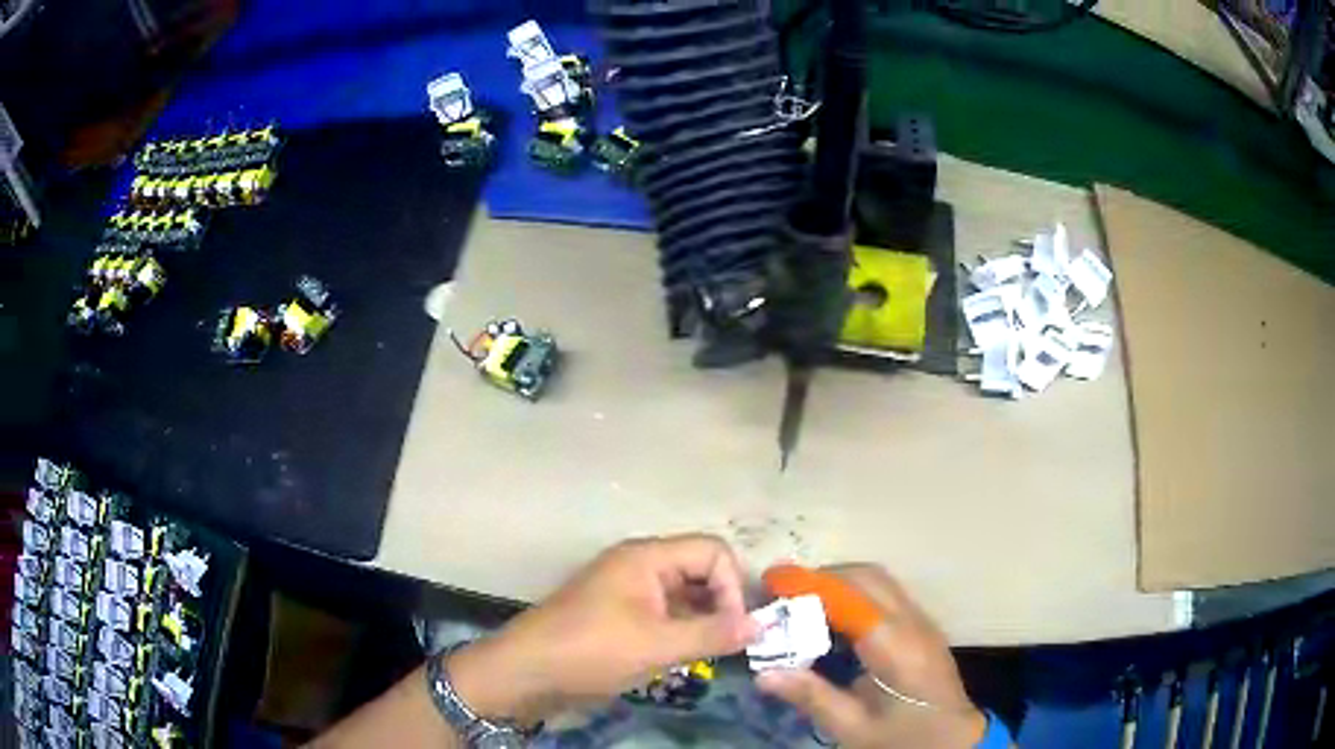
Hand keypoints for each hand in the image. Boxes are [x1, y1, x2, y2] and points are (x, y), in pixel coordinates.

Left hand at [448, 535, 756, 724]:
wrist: (527, 671)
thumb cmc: (592, 650)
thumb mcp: (658, 645)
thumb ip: (714, 634)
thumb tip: (761, 626)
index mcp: (647, 557)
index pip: (712, 551)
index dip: (732, 586)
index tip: (734, 628)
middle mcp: (639, 564)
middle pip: (700, 570)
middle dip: (721, 605)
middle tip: (728, 643)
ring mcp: (627, 590)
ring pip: (683, 595)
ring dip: (702, 621)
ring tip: (707, 654)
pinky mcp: (618, 615)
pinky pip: (664, 614)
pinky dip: (680, 631)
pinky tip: (682, 658)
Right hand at [756, 565, 987, 748]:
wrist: (953, 739)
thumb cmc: (902, 737)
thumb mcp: (852, 728)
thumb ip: (812, 697)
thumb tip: (764, 672)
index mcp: (896, 648)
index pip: (851, 598)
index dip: (810, 584)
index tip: (771, 581)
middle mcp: (913, 623)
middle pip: (867, 577)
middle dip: (822, 578)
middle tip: (783, 596)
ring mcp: (923, 620)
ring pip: (879, 580)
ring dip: (839, 582)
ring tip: (802, 604)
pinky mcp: (923, 626)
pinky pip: (886, 593)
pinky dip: (855, 593)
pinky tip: (834, 620)